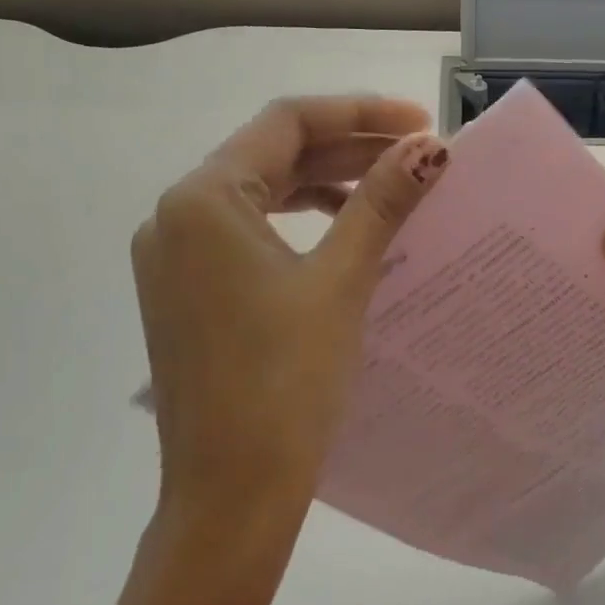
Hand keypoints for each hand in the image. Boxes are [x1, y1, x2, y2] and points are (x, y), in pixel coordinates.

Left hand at [132, 96, 448, 560]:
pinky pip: (248, 234)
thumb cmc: (286, 381)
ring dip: (324, 185)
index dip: (359, 112)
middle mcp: (176, 216)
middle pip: (271, 155)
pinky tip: (343, 235)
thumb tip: (428, 148)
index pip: (287, 123)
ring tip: (388, 190)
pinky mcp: (188, 292)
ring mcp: (176, 258)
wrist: (231, 492)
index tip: (420, 123)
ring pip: (260, 195)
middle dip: (347, 148)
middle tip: (417, 155)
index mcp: (203, 199)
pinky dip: (298, 224)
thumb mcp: (340, 281)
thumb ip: (381, 202)